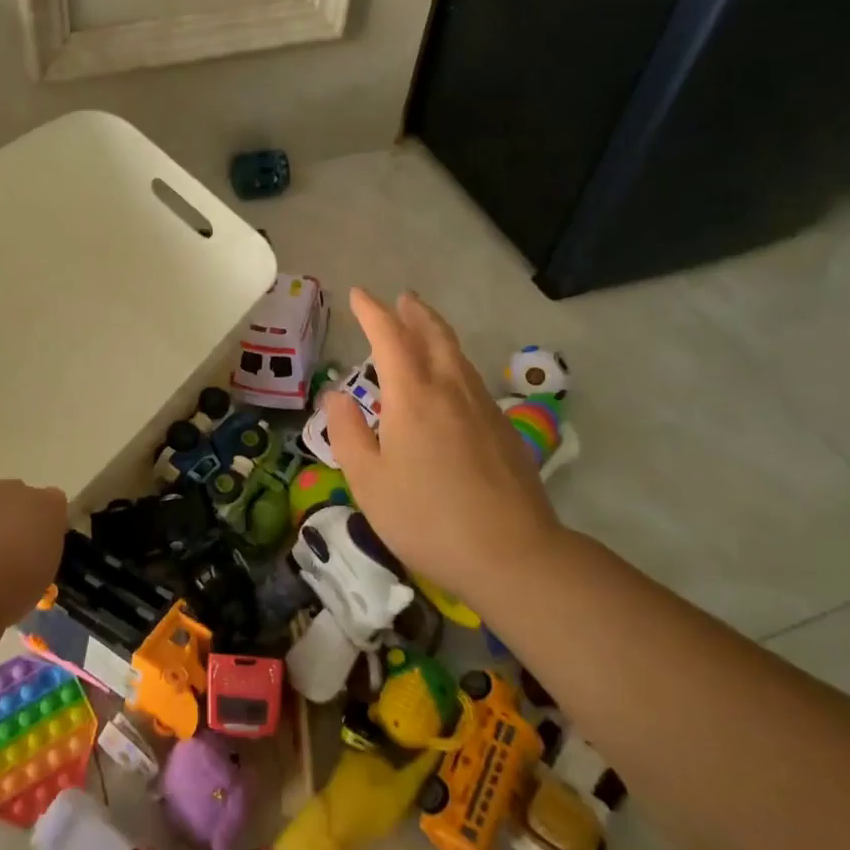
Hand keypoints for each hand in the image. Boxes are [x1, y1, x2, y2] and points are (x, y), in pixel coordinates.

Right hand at [324, 288, 562, 611]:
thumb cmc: (426, 518)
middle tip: (402, 298)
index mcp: (413, 397)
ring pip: (457, 355)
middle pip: (434, 335)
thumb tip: (337, 395)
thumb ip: (348, 432)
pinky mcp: (504, 429)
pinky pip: (472, 379)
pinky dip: (453, 362)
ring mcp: (483, 408)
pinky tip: (451, 381)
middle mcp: (450, 390)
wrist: (512, 553)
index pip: (389, 337)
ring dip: (437, 333)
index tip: (358, 295)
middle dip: (414, 313)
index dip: (372, 312)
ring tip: (424, 327)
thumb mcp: (368, 481)